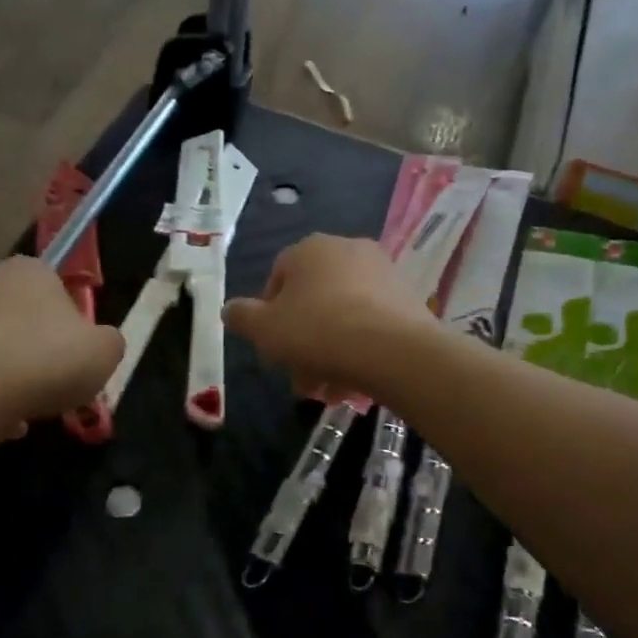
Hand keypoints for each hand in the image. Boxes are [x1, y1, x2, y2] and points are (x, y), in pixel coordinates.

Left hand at [0, 257, 123, 424]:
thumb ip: (108, 342)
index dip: (69, 320)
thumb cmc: (51, 355)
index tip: (76, 351)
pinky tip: (3, 418)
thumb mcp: (105, 351)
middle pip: (18, 313)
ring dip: (8, 371)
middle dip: (32, 343)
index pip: (53, 285)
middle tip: (53, 379)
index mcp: (30, 269)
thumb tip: (100, 344)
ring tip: (28, 405)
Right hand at [223, 234, 434, 398]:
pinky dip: (358, 348)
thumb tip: (230, 310)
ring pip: (342, 315)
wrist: (395, 350)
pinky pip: (371, 323)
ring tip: (326, 388)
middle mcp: (347, 250)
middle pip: (312, 300)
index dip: (268, 316)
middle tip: (299, 377)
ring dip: (328, 351)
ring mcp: (382, 272)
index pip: (277, 278)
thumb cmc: (318, 332)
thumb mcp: (265, 329)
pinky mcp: (407, 297)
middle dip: (301, 341)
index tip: (271, 348)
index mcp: (310, 249)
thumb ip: (242, 317)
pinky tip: (353, 381)